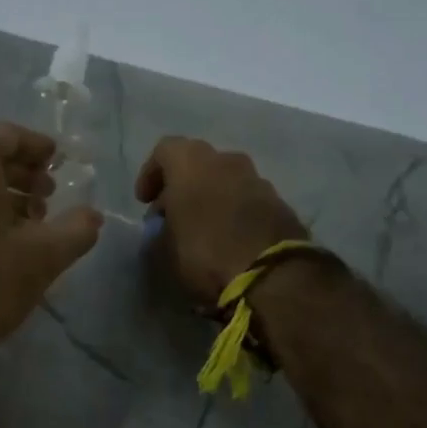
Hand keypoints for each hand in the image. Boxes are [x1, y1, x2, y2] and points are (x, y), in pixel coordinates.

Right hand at [135, 137, 307, 304]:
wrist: (272, 277)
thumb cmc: (206, 254)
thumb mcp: (165, 249)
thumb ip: (162, 228)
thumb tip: (167, 225)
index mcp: (192, 163)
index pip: (165, 150)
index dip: (151, 174)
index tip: (145, 201)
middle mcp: (227, 161)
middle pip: (198, 162)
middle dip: (183, 185)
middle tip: (173, 214)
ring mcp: (258, 180)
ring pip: (226, 179)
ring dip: (212, 196)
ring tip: (203, 227)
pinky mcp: (281, 203)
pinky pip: (248, 198)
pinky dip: (235, 210)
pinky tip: (229, 237)